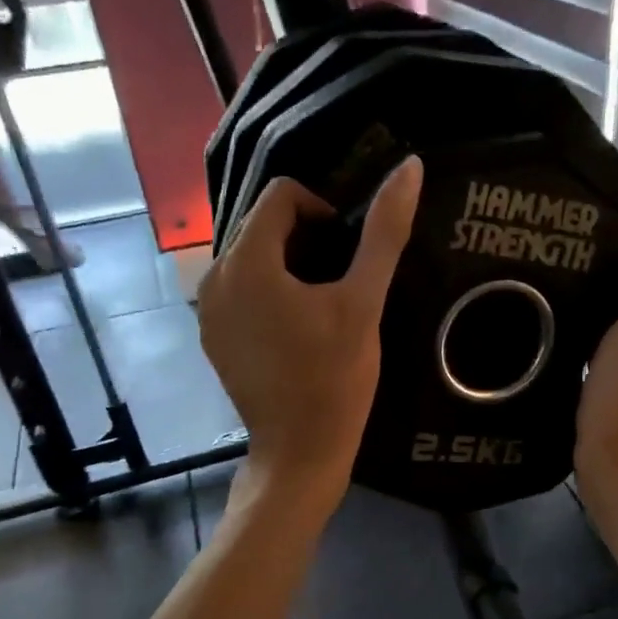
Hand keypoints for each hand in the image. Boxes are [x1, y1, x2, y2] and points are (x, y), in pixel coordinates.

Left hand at [198, 159, 422, 520]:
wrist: (300, 451)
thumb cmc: (335, 378)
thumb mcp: (363, 302)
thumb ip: (383, 232)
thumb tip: (409, 167)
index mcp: (246, 261)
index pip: (282, 195)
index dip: (323, 210)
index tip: (349, 254)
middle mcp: (215, 277)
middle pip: (264, 225)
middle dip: (306, 240)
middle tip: (340, 282)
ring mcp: (208, 310)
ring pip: (253, 258)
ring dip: (290, 266)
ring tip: (322, 305)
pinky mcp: (213, 337)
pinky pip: (241, 290)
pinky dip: (270, 293)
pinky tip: (297, 329)